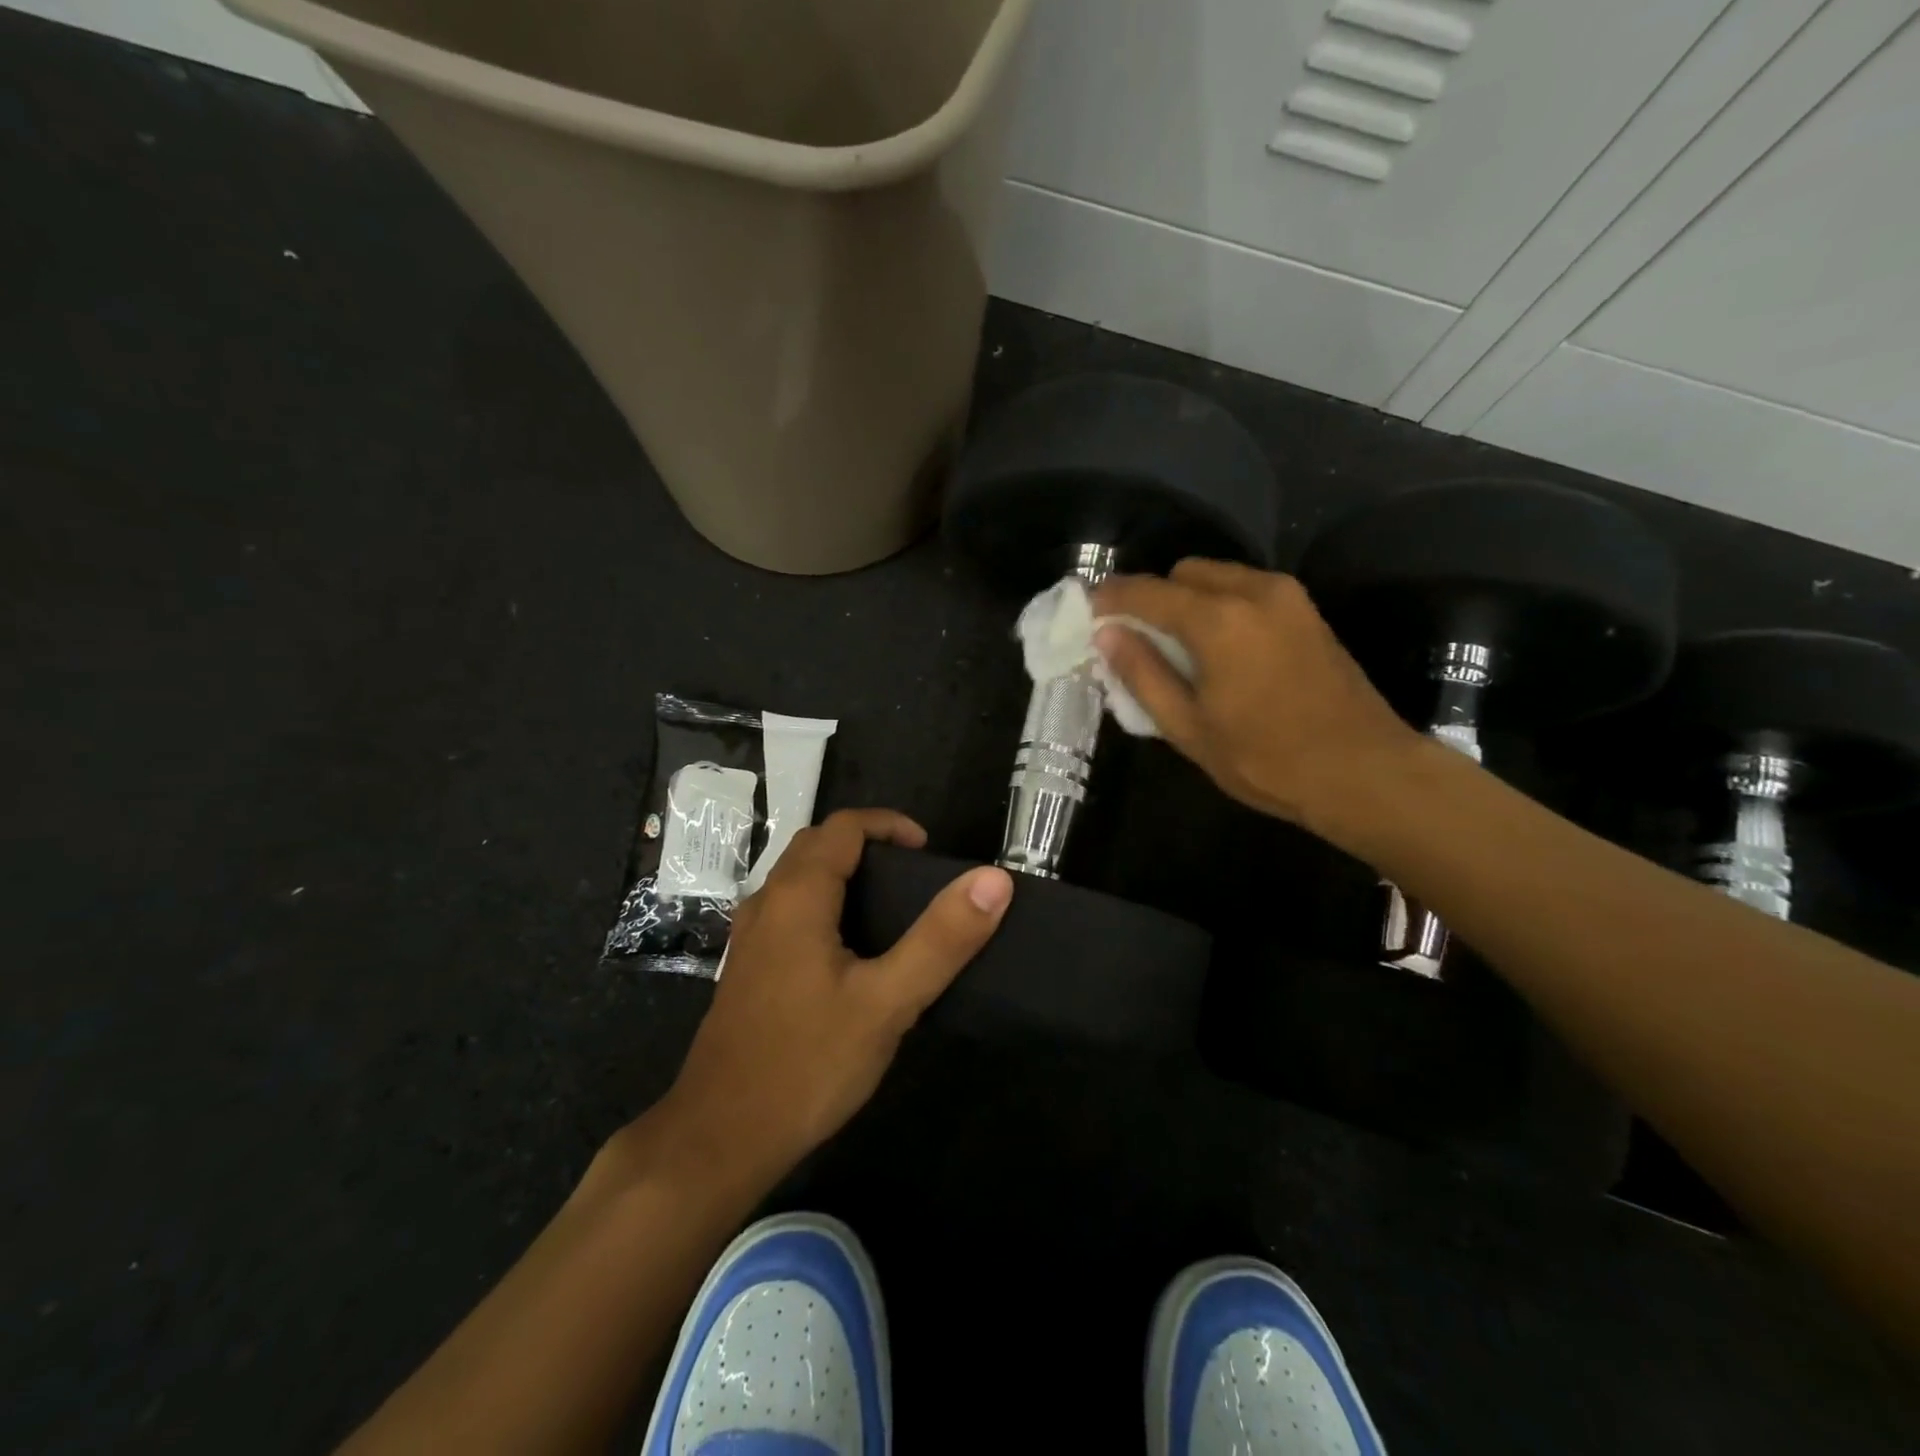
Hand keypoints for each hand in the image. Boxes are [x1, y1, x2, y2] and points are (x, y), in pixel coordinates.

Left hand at [656, 809, 1012, 1189]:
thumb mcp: (887, 1002)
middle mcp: (766, 903)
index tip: (928, 852)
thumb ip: (941, 939)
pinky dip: (823, 903)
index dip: (889, 825)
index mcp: (797, 896)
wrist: (719, 1139)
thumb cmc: (807, 1063)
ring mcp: (750, 938)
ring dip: (842, 873)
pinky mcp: (747, 969)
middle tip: (913, 878)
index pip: (844, 827)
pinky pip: (788, 911)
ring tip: (890, 909)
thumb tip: (993, 879)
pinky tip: (848, 953)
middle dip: (866, 845)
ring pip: (798, 879)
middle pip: (816, 846)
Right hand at [1093, 560, 1422, 834]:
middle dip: (1152, 596)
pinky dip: (1219, 605)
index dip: (1110, 598)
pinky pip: (1246, 590)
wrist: (1362, 772)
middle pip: (1184, 572)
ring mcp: (1287, 597)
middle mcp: (1254, 591)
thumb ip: (1143, 674)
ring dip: (1187, 600)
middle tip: (1134, 638)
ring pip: (1218, 577)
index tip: (1086, 612)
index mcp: (1218, 620)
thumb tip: (1107, 635)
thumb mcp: (1189, 727)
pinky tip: (1216, 649)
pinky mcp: (1307, 611)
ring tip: (1174, 647)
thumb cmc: (1266, 759)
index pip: (1147, 592)